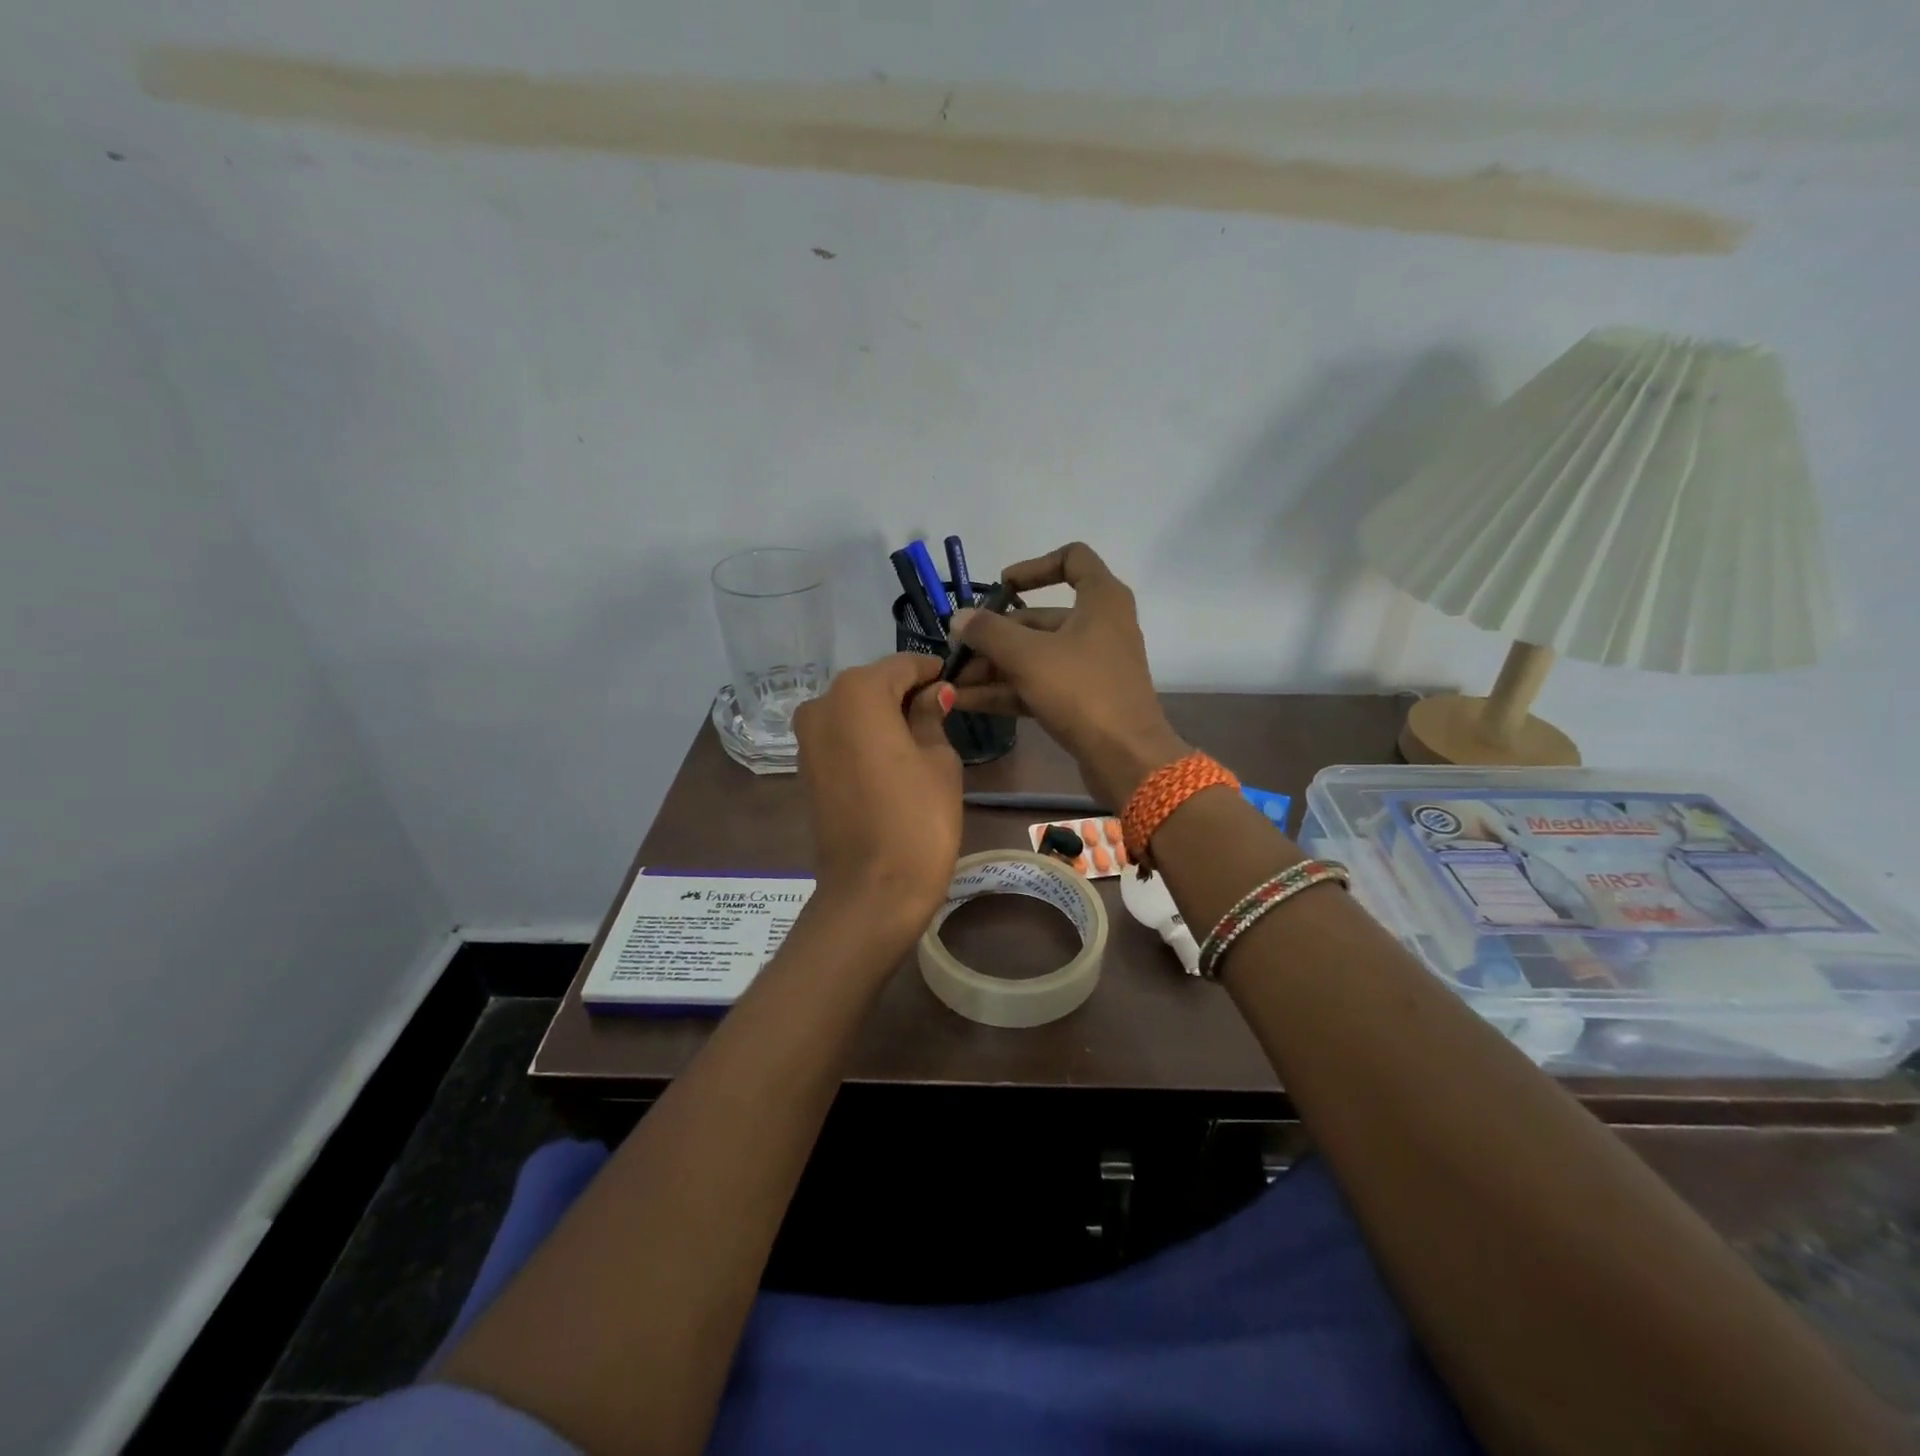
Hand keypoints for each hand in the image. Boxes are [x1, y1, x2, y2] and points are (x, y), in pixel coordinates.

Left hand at [792, 653, 961, 942]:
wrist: (872, 890)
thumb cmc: (917, 819)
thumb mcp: (939, 760)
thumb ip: (931, 716)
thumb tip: (934, 694)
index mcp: (857, 692)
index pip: (901, 665)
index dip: (931, 671)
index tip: (956, 681)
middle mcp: (822, 704)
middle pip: (873, 685)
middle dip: (906, 693)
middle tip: (943, 712)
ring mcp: (807, 738)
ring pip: (855, 711)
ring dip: (885, 716)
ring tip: (922, 738)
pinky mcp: (805, 768)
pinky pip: (841, 737)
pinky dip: (866, 737)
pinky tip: (894, 758)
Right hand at [949, 543, 1187, 806]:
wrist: (1127, 758)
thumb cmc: (1082, 691)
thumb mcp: (1027, 656)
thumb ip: (988, 632)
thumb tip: (959, 618)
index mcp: (1101, 599)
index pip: (1072, 559)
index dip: (1034, 566)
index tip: (1001, 586)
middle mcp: (1099, 626)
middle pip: (1039, 618)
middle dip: (993, 636)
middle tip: (955, 654)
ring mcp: (1091, 665)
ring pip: (1035, 655)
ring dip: (993, 667)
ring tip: (952, 683)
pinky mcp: (1083, 699)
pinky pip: (1038, 684)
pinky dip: (1007, 690)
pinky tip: (967, 702)